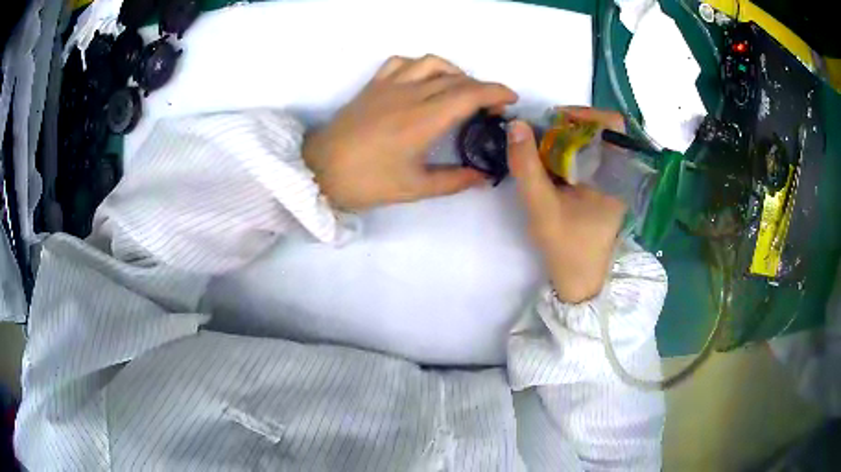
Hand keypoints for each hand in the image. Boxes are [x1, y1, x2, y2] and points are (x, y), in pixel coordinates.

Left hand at [303, 55, 517, 210]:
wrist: (318, 171)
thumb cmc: (366, 182)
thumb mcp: (414, 188)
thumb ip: (454, 180)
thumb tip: (483, 176)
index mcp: (423, 120)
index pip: (470, 94)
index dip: (496, 92)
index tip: (511, 100)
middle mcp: (410, 94)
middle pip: (457, 78)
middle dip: (482, 88)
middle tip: (490, 109)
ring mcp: (389, 85)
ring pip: (432, 63)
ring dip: (455, 72)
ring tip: (461, 90)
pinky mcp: (373, 85)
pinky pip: (402, 62)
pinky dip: (422, 65)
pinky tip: (424, 80)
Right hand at [508, 107, 627, 302]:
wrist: (578, 280)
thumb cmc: (566, 247)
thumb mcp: (541, 207)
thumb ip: (527, 166)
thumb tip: (515, 124)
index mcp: (616, 175)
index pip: (612, 124)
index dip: (585, 113)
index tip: (554, 120)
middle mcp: (618, 173)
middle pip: (599, 129)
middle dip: (567, 126)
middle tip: (539, 135)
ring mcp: (610, 180)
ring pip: (590, 142)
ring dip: (564, 139)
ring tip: (539, 149)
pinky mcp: (601, 187)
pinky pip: (586, 156)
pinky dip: (566, 152)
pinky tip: (548, 164)